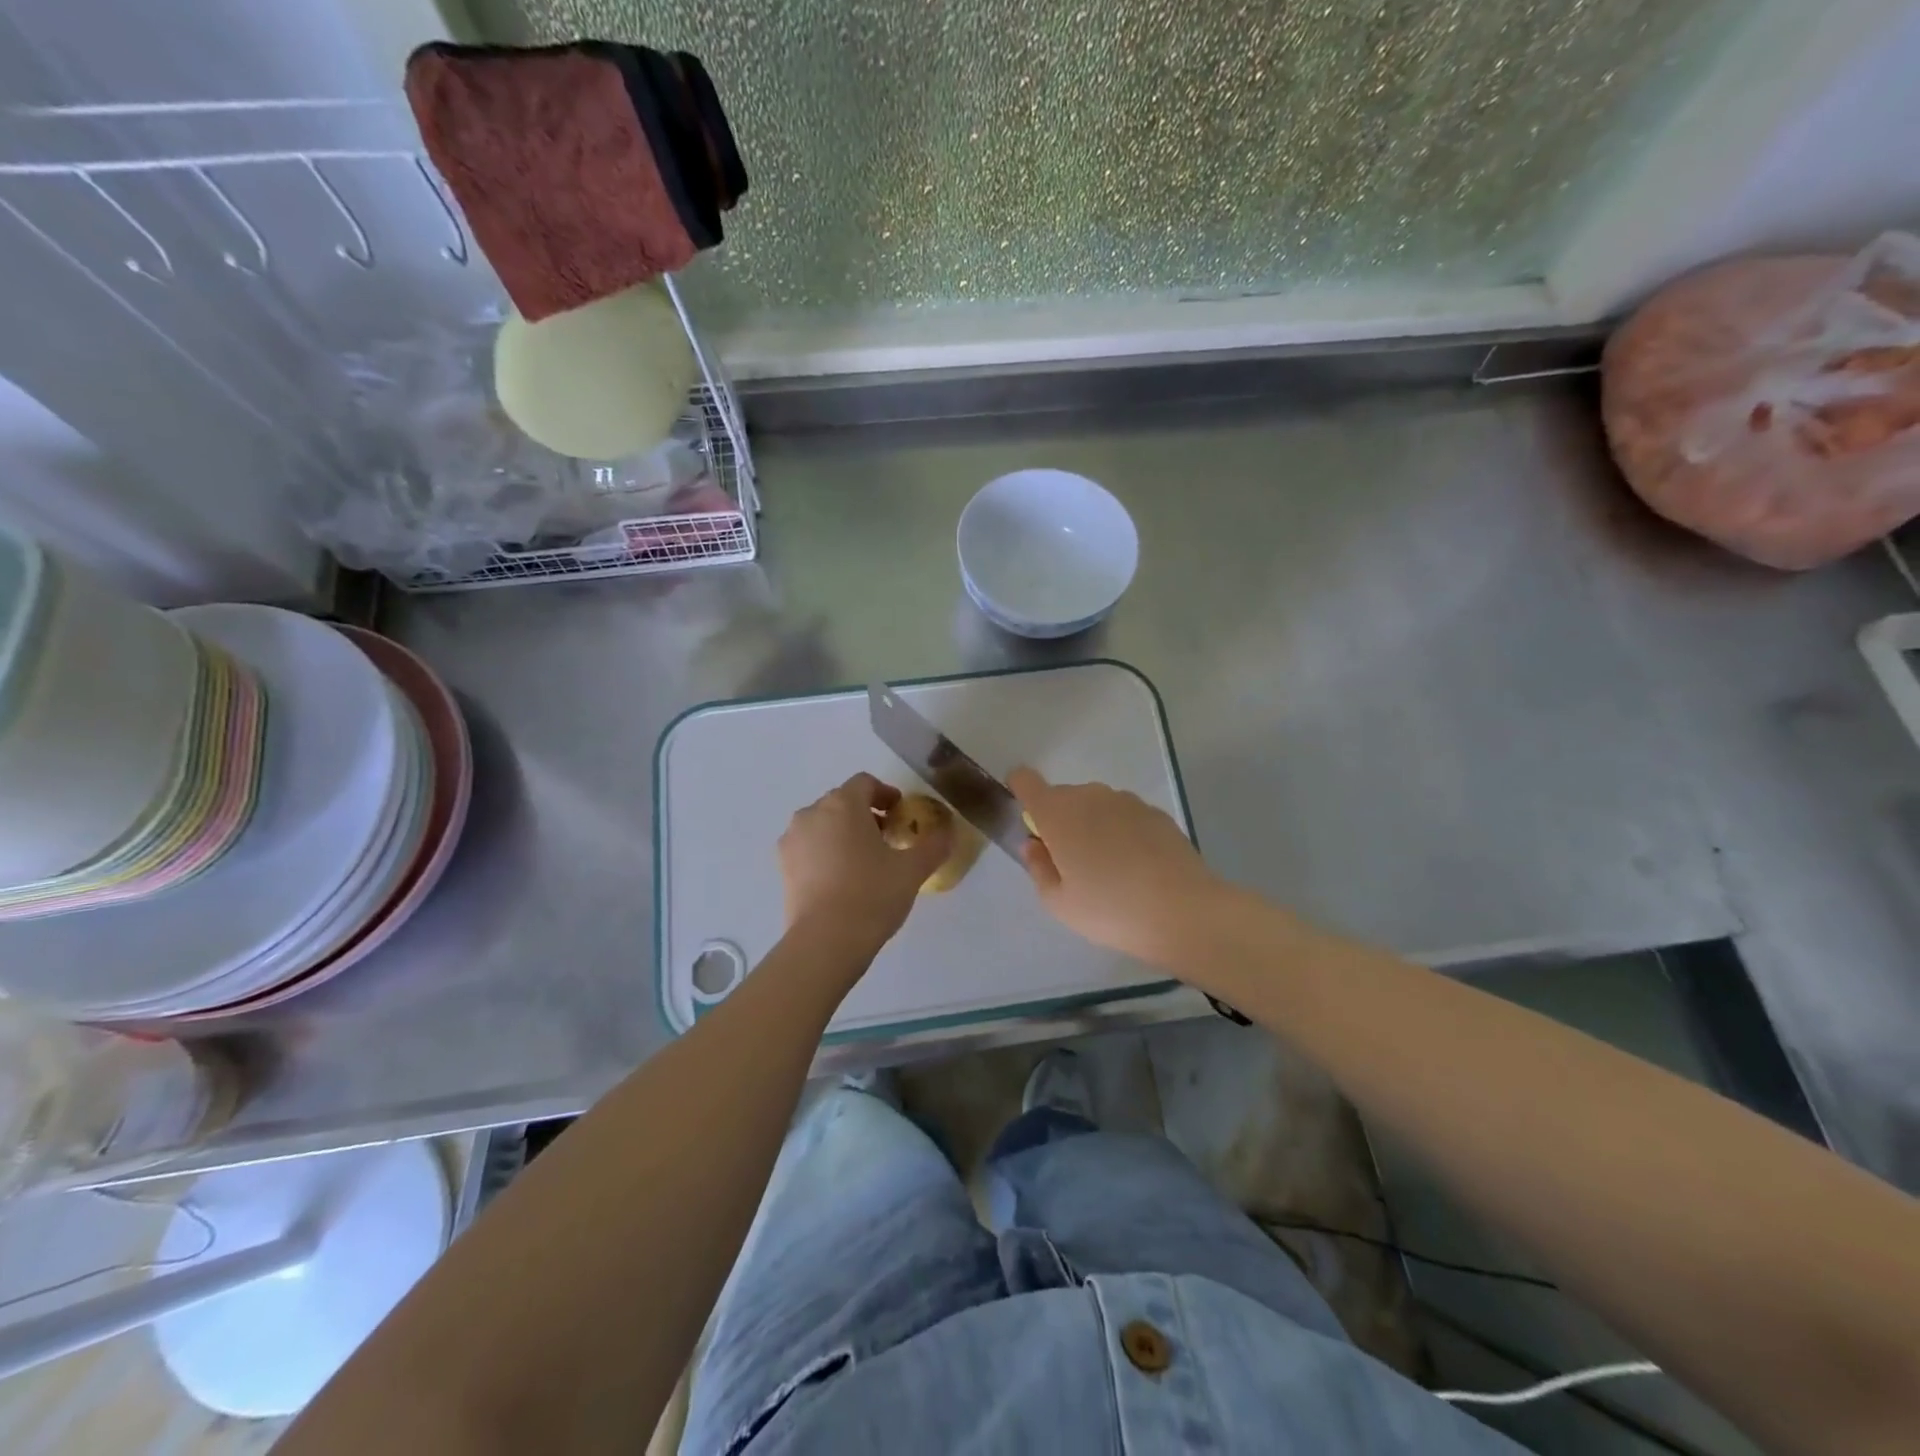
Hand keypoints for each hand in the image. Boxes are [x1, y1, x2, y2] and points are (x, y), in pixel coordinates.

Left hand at [779, 773, 950, 947]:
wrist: (825, 941)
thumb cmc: (872, 894)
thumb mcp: (912, 869)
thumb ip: (933, 845)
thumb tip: (948, 832)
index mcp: (842, 804)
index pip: (864, 783)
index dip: (885, 794)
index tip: (900, 813)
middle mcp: (812, 814)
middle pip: (841, 802)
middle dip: (865, 815)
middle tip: (888, 839)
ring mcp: (792, 840)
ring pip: (823, 825)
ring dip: (844, 833)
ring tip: (865, 861)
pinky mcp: (783, 868)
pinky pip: (809, 848)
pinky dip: (826, 853)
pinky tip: (843, 879)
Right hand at [1010, 767, 1225, 965]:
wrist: (1184, 911)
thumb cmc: (1110, 910)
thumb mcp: (1059, 903)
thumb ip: (1038, 867)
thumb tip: (1035, 844)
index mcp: (1058, 813)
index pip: (1026, 780)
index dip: (1021, 791)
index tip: (1029, 821)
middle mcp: (1090, 796)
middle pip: (1063, 796)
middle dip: (1060, 821)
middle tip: (1072, 864)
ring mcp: (1126, 801)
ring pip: (1096, 805)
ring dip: (1093, 826)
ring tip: (1109, 870)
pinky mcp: (1156, 813)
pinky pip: (1125, 816)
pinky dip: (1122, 833)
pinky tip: (1137, 868)